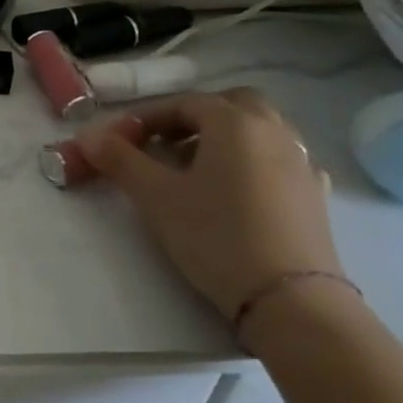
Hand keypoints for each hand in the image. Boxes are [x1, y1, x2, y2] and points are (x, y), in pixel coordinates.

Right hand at [79, 88, 341, 321]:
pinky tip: (237, 190)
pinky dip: (254, 161)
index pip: (184, 103)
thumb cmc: (216, 236)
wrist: (290, 299)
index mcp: (235, 123)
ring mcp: (301, 163)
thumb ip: (120, 160)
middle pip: (231, 104)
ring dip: (225, 137)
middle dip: (194, 117)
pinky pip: (279, 159)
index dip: (147, 116)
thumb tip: (88, 136)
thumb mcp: (156, 197)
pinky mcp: (315, 195)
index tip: (121, 139)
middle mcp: (274, 132)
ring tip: (196, 169)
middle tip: (164, 144)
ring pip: (260, 130)